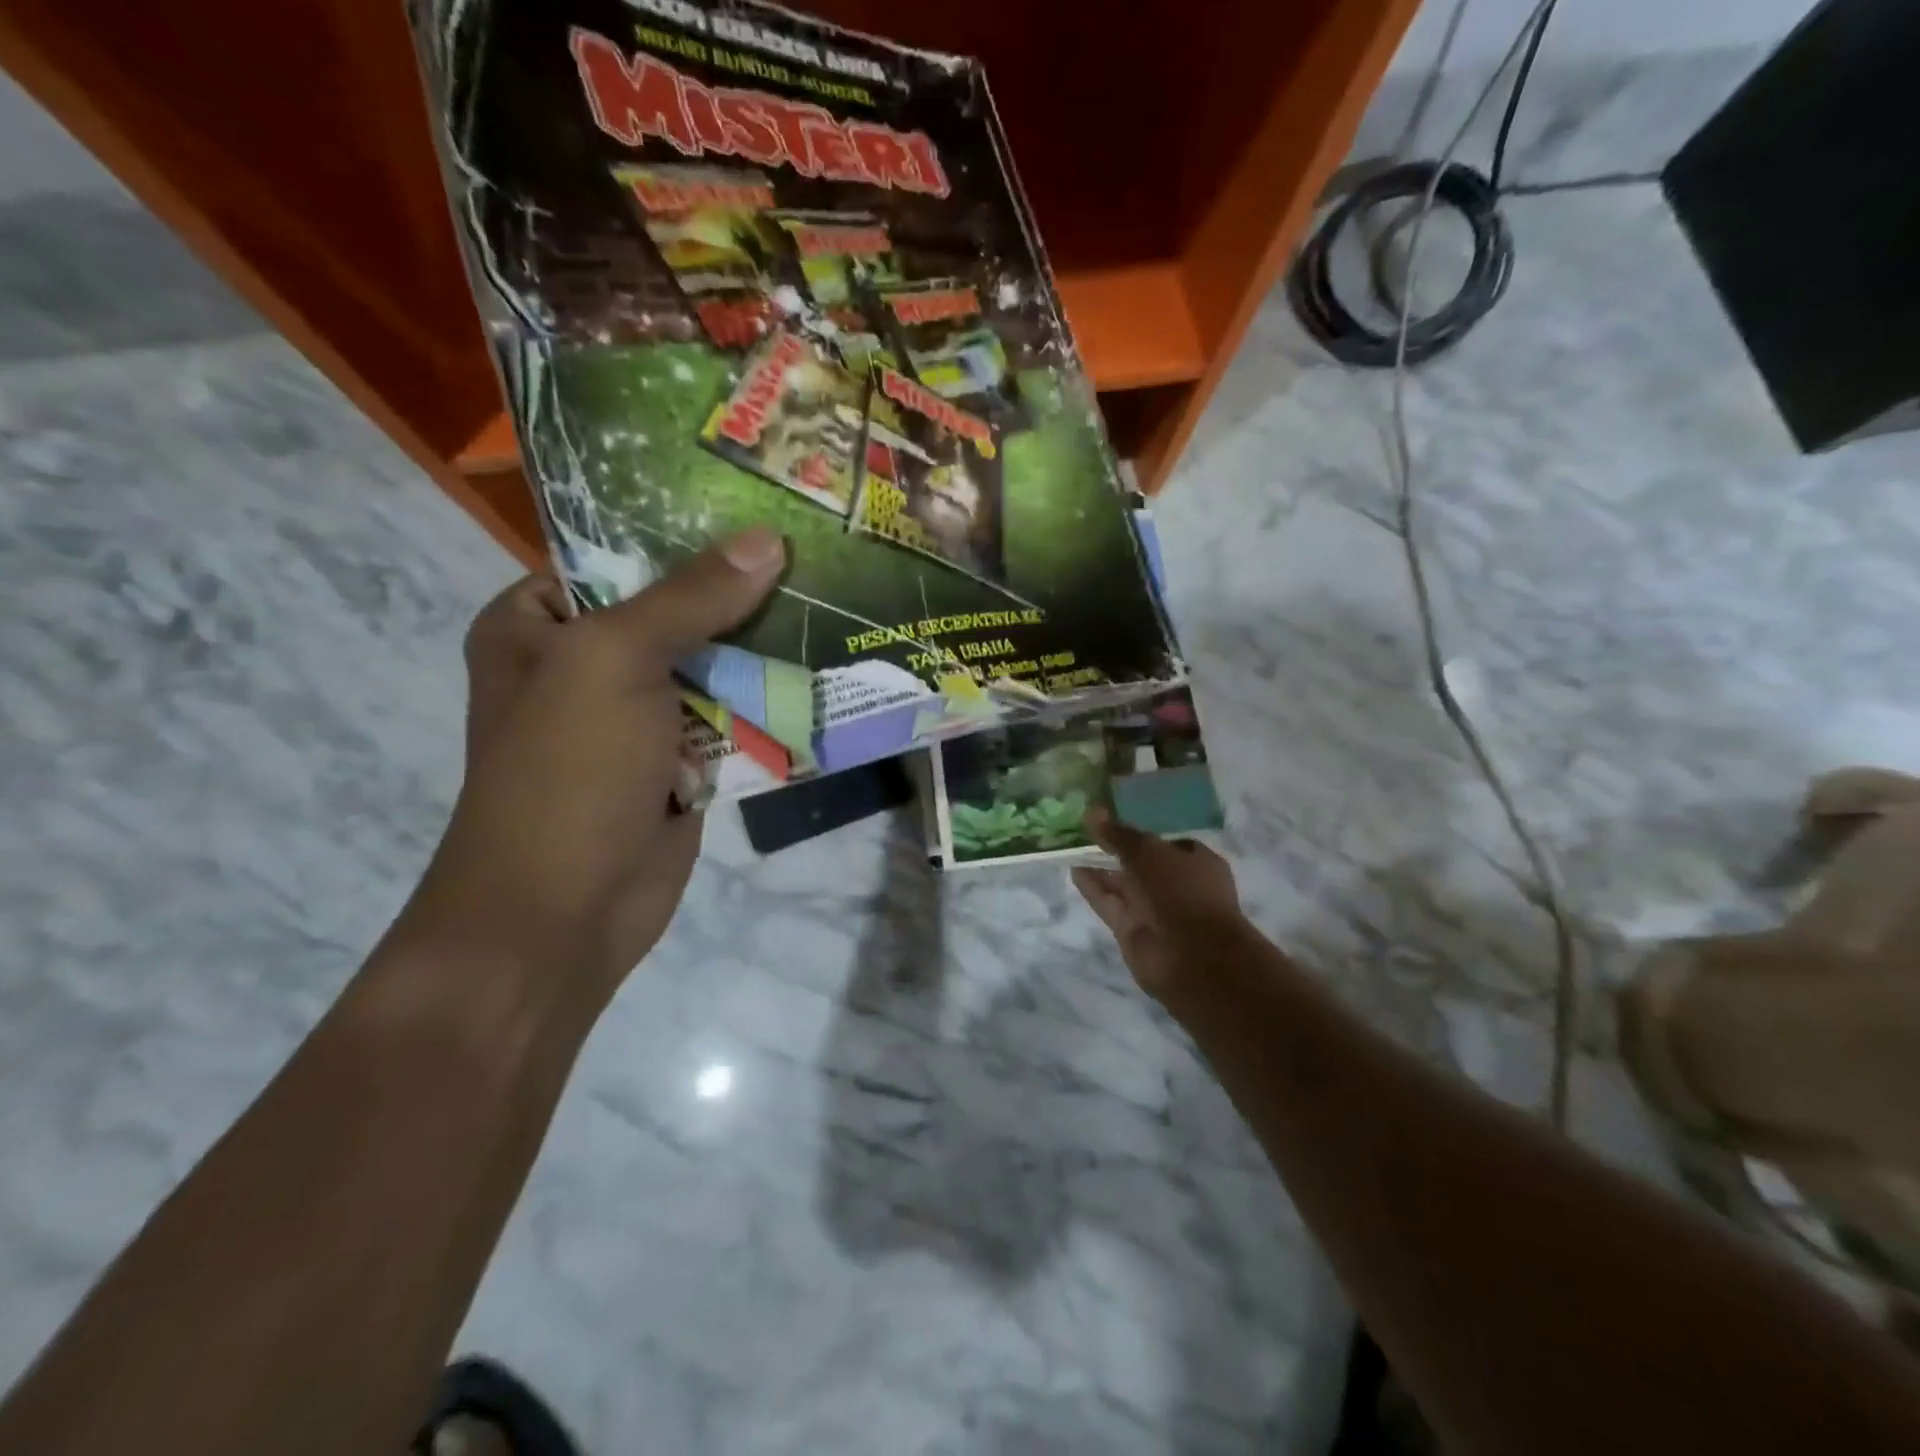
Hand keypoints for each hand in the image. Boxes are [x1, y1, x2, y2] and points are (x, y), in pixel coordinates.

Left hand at [408, 529, 784, 1001]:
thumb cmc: (566, 772)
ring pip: (712, 665)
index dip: (687, 532)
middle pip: (677, 610)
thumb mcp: (615, 662)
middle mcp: (586, 663)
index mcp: (540, 624)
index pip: (619, 555)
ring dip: (763, 648)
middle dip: (740, 592)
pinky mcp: (681, 762)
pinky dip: (769, 702)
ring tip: (833, 601)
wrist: (563, 913)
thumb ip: (690, 598)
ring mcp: (638, 717)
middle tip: (815, 553)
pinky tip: (824, 670)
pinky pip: (732, 716)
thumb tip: (766, 539)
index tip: (762, 509)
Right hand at [1071, 809, 1249, 1001]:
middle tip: (1087, 834)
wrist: (1190, 956)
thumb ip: (1118, 834)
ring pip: (1125, 886)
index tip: (1114, 824)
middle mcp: (1178, 886)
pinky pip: (1112, 904)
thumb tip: (1092, 811)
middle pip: (1143, 866)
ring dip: (1102, 870)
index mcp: (1197, 863)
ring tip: (1073, 850)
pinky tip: (1075, 872)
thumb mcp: (1147, 852)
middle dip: (1118, 852)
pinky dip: (1095, 889)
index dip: (1142, 835)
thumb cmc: (1180, 891)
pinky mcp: (1135, 932)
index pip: (1168, 844)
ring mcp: (1156, 912)